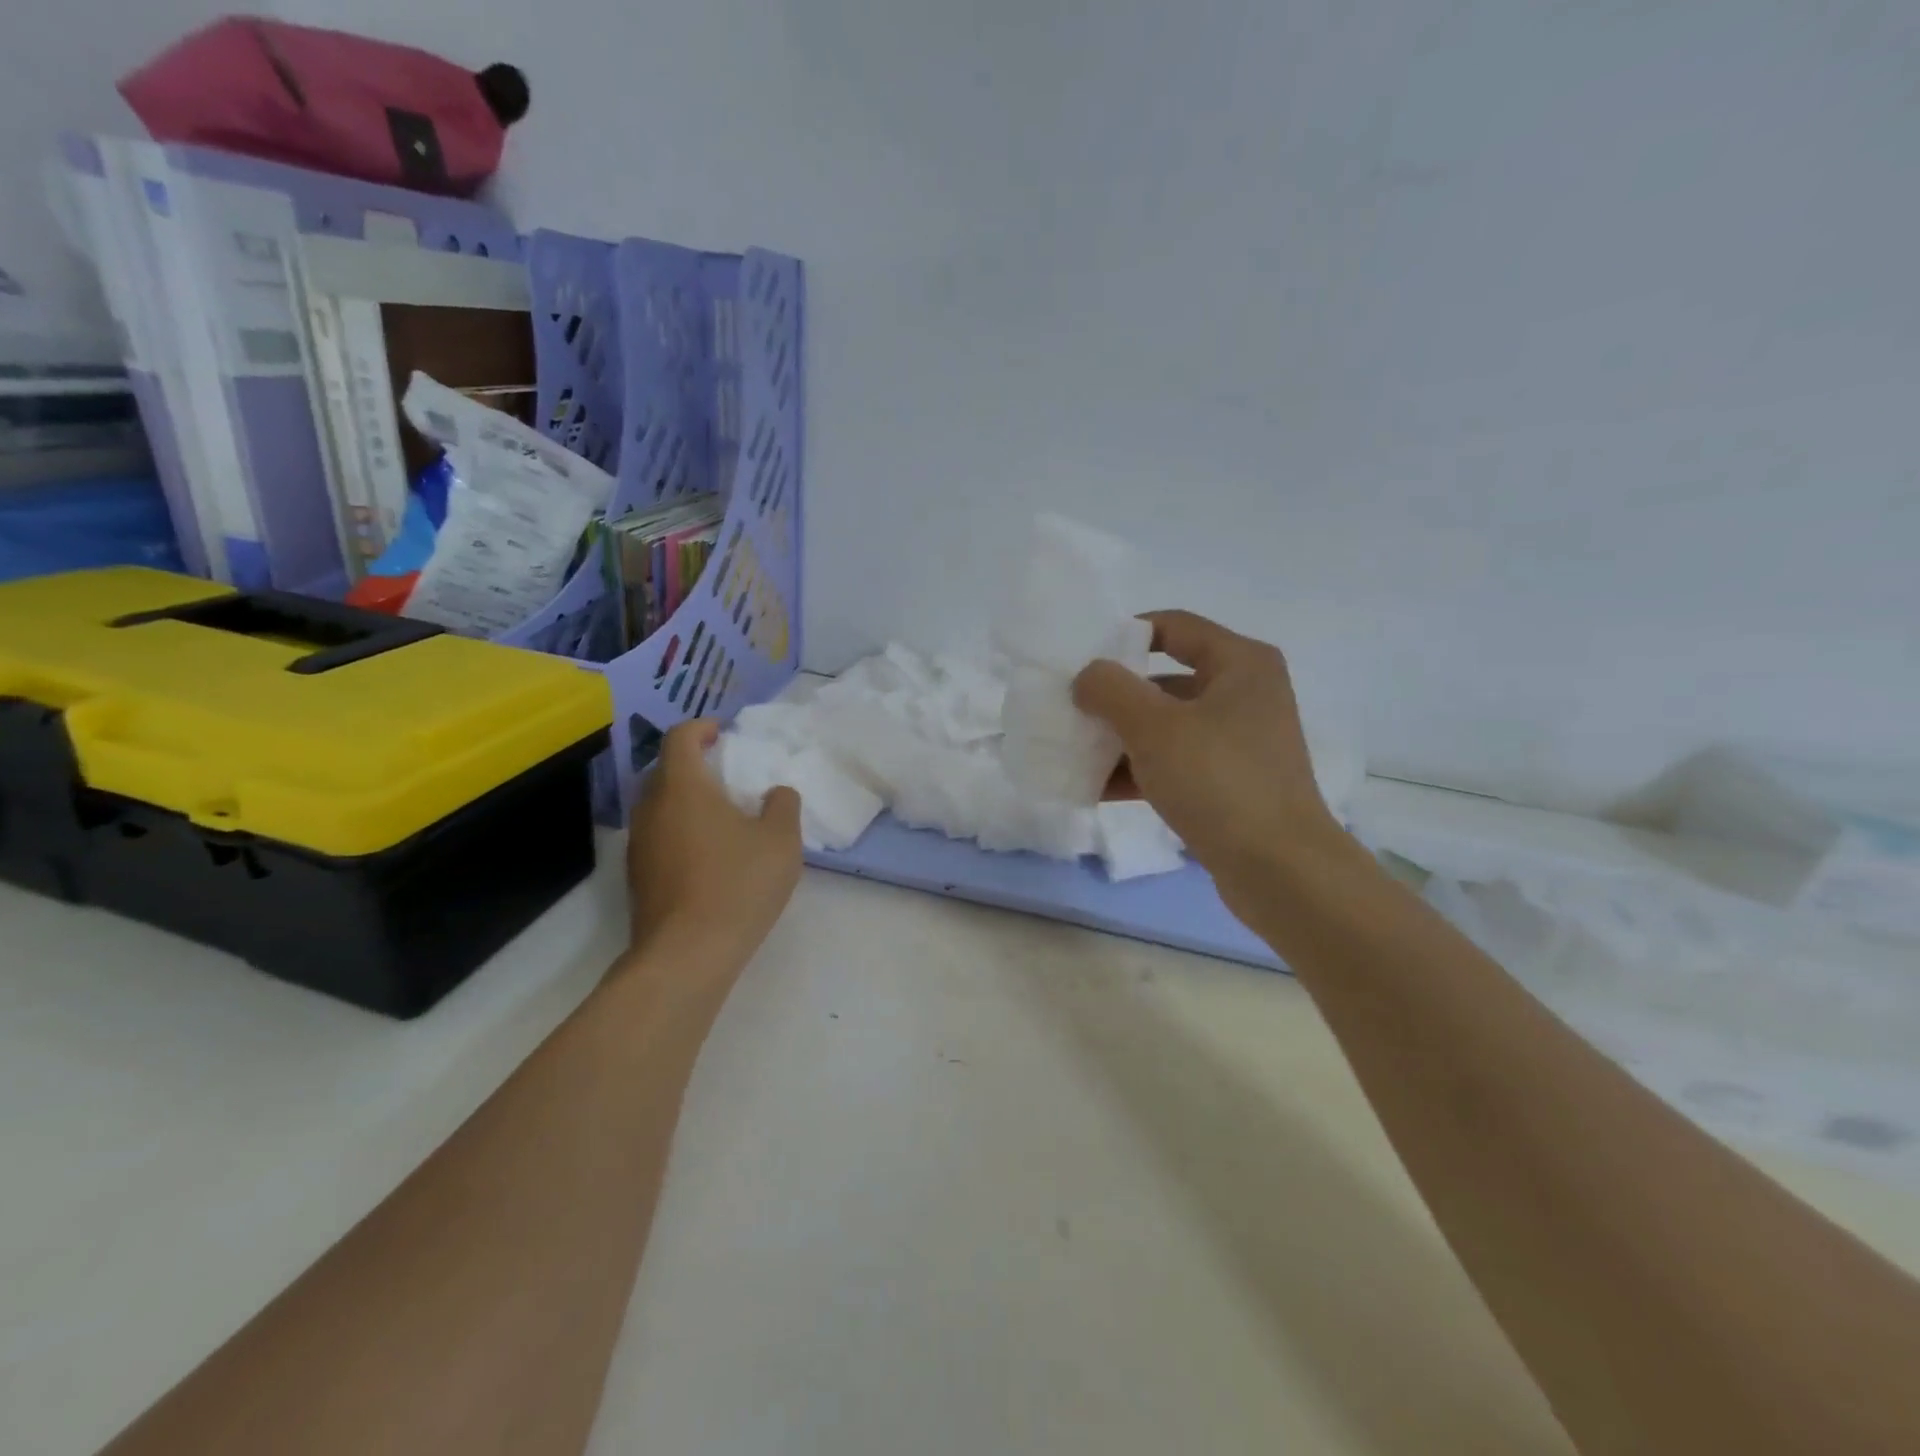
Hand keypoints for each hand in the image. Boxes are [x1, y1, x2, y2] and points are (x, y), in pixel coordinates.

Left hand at [622, 720, 802, 980]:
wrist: (687, 953)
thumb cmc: (738, 883)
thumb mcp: (781, 840)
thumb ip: (783, 805)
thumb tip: (776, 794)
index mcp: (683, 786)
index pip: (680, 737)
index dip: (701, 728)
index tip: (723, 733)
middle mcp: (651, 807)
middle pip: (665, 770)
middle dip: (694, 765)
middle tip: (727, 774)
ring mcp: (638, 844)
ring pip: (659, 806)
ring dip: (686, 801)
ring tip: (722, 816)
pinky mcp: (637, 876)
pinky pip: (659, 836)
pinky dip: (680, 830)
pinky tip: (709, 855)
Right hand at [1073, 611, 1343, 919]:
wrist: (1280, 870)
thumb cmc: (1219, 781)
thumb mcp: (1155, 727)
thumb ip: (1111, 690)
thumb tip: (1088, 677)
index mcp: (1239, 663)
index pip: (1172, 626)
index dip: (1124, 636)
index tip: (1082, 660)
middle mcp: (1243, 694)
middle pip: (1164, 680)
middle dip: (1114, 697)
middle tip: (1070, 710)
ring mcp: (1237, 742)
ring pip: (1166, 726)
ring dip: (1120, 739)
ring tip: (1073, 752)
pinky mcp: (1229, 783)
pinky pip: (1174, 763)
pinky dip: (1139, 771)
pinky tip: (1096, 788)